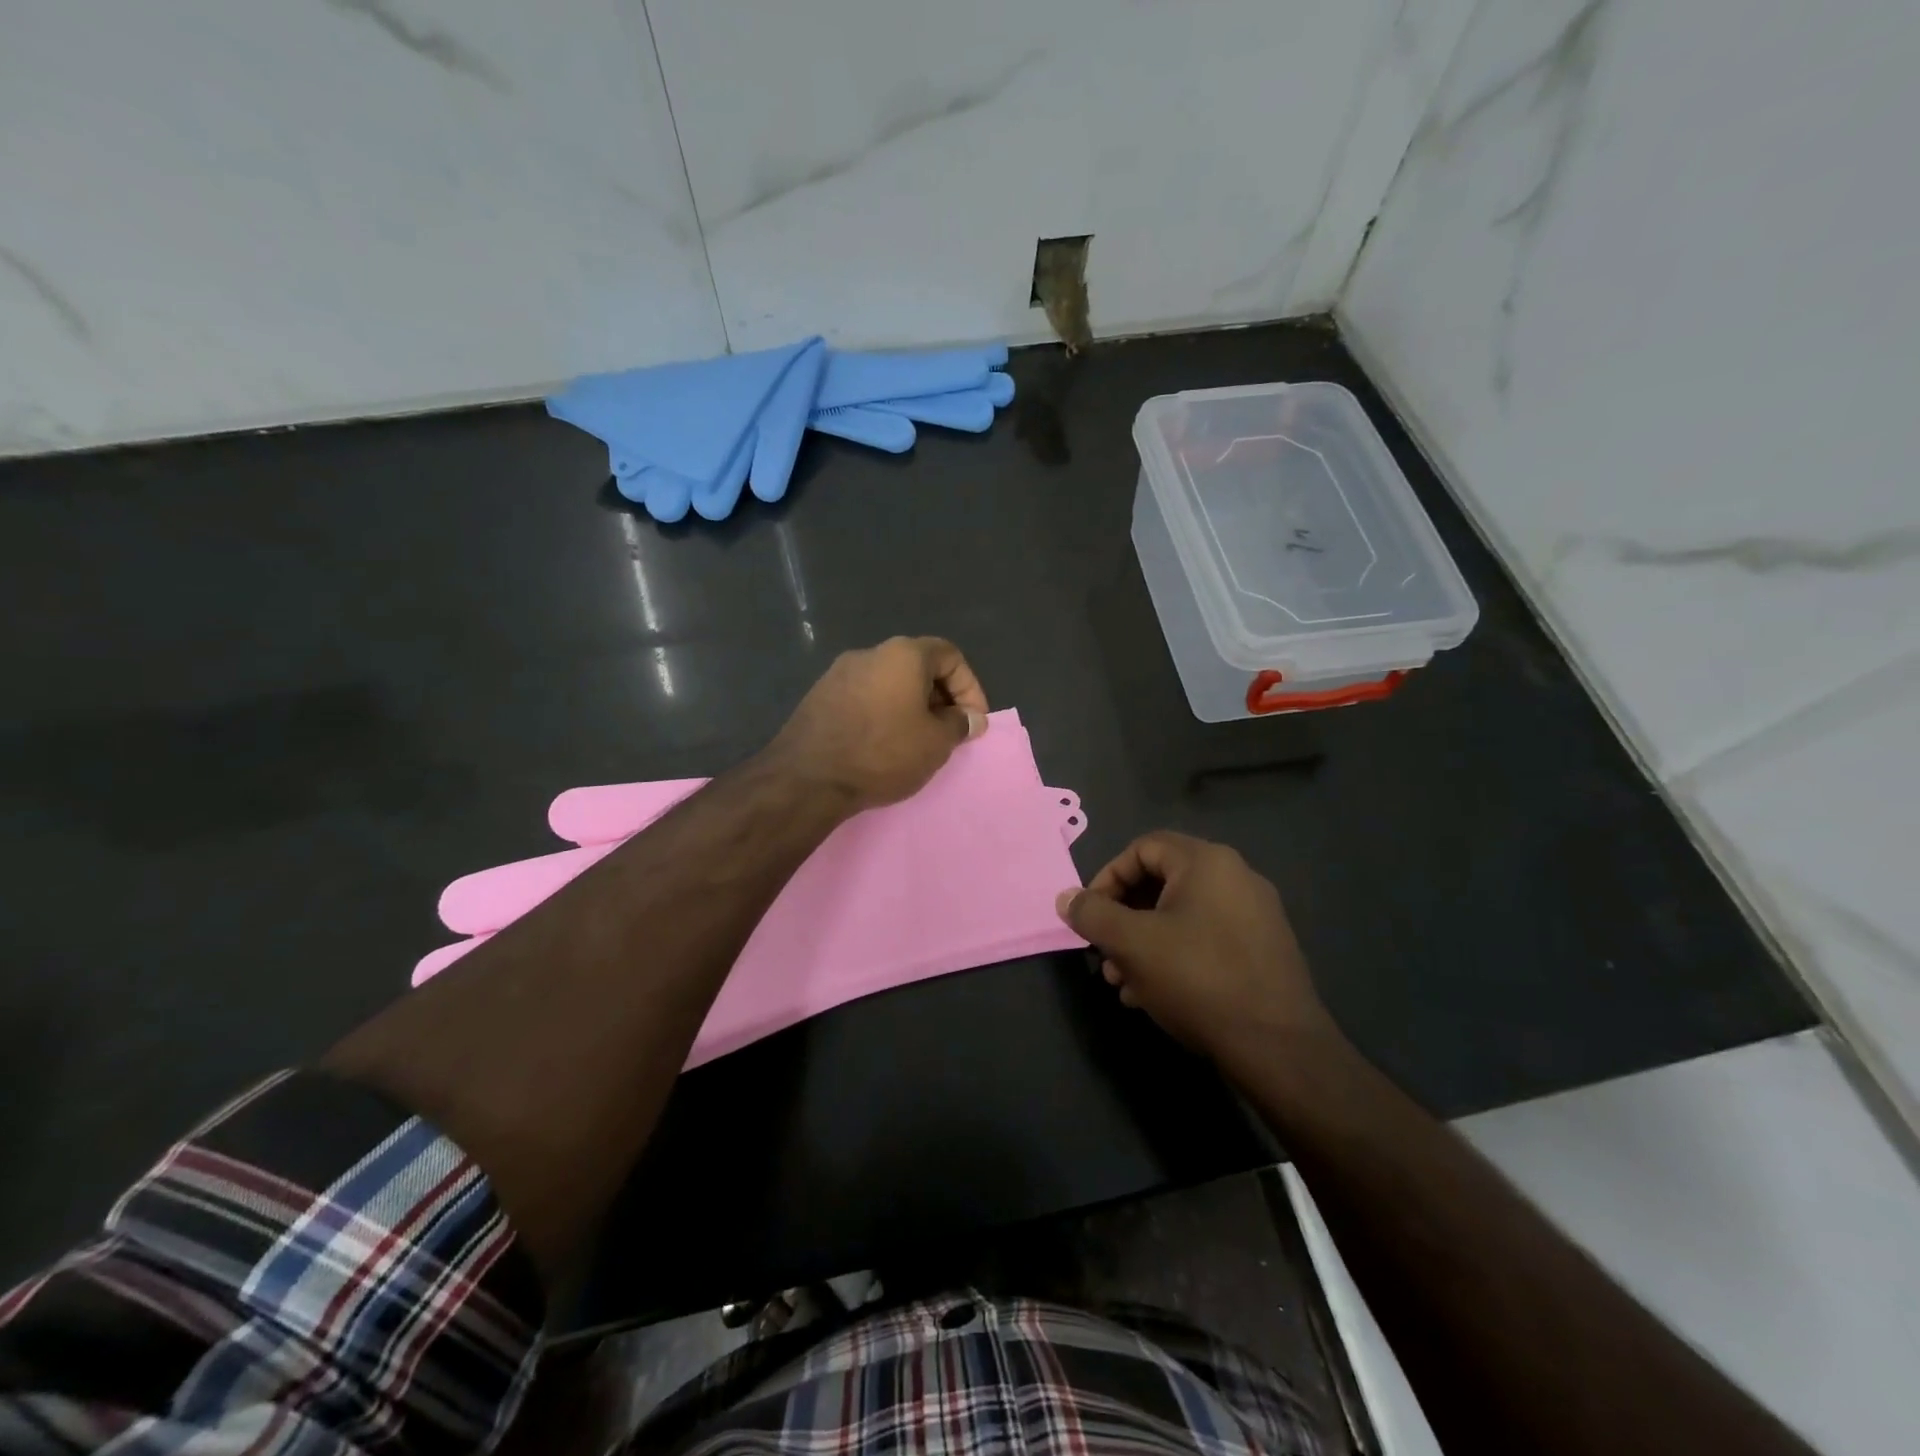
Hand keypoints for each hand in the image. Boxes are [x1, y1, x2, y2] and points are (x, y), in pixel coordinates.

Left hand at [768, 637, 988, 812]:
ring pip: (889, 682)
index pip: (950, 655)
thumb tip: (971, 718)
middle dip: (941, 697)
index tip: (972, 721)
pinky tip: (883, 744)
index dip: (970, 687)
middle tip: (948, 732)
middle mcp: (870, 653)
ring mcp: (839, 673)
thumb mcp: (935, 743)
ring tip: (917, 741)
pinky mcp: (819, 696)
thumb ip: (959, 724)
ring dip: (911, 706)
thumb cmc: (882, 753)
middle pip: (918, 666)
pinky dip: (883, 713)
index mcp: (903, 654)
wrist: (807, 778)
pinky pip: (864, 697)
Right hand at [1056, 831, 1337, 1064]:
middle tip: (1104, 955)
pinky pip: (1206, 939)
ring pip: (1181, 917)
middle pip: (1161, 883)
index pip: (1142, 848)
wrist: (1278, 1047)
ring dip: (1143, 944)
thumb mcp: (1132, 944)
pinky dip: (1174, 957)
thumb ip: (1093, 915)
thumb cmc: (1198, 979)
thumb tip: (1066, 897)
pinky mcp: (1263, 950)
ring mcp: (1255, 916)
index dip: (1107, 877)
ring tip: (1122, 983)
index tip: (1090, 916)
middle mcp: (1236, 878)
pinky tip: (1154, 996)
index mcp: (1207, 862)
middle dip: (1123, 919)